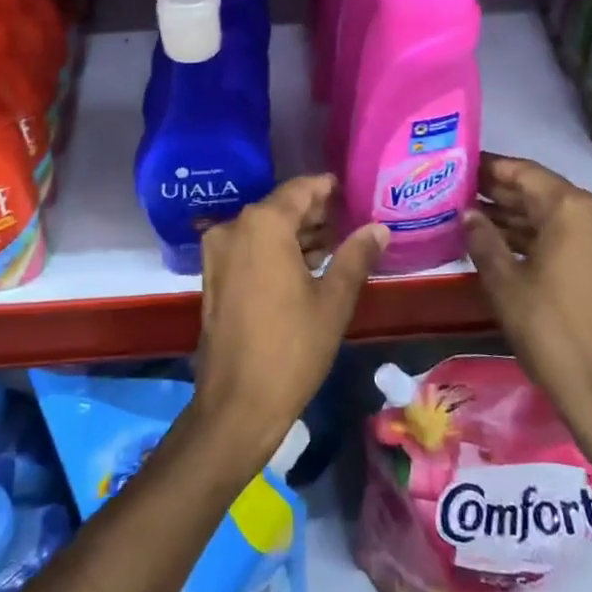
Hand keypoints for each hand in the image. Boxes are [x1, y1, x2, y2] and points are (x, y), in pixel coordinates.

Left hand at [192, 175, 385, 464]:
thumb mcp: (333, 300)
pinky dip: (276, 250)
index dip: (328, 188)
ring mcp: (219, 252)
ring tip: (336, 243)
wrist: (237, 403)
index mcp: (263, 224)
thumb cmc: (292, 348)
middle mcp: (235, 227)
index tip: (353, 192)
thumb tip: (378, 228)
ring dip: (296, 233)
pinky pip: (250, 248)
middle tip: (351, 219)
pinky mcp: (213, 276)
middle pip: (281, 206)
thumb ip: (356, 256)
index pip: (301, 189)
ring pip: (264, 228)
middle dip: (315, 212)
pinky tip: (306, 265)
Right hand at [466, 153, 591, 423]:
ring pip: (556, 216)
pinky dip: (539, 236)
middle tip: (461, 191)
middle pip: (542, 192)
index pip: (525, 172)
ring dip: (518, 216)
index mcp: (574, 209)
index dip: (490, 167)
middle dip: (502, 192)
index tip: (460, 165)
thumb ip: (483, 238)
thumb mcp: (504, 282)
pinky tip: (504, 242)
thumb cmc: (550, 330)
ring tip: (474, 215)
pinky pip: (571, 237)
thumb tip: (468, 213)